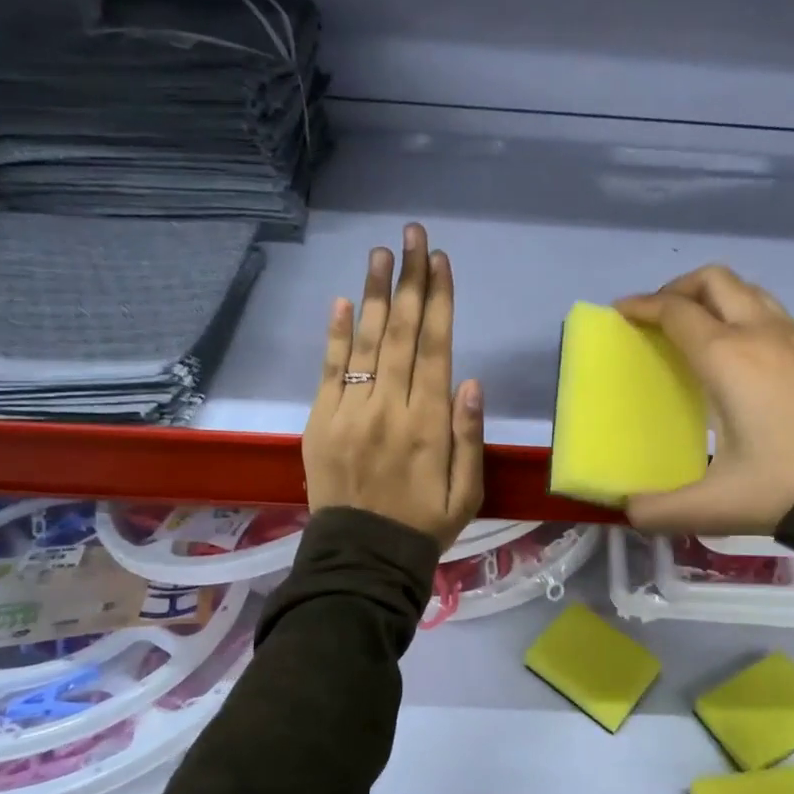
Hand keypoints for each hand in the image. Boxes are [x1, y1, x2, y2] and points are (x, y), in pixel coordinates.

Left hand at [303, 222, 484, 550]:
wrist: (362, 558)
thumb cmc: (423, 524)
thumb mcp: (467, 491)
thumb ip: (469, 437)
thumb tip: (472, 381)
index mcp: (429, 424)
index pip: (436, 348)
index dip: (440, 301)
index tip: (440, 261)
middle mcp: (390, 408)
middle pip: (403, 333)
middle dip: (410, 280)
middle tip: (412, 235)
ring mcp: (351, 412)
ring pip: (366, 343)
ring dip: (375, 294)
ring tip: (381, 253)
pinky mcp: (321, 421)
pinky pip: (330, 371)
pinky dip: (336, 335)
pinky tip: (344, 301)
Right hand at [615, 265, 793, 535]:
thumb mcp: (720, 506)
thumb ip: (663, 511)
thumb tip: (629, 512)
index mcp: (728, 358)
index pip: (675, 312)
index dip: (642, 305)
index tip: (622, 311)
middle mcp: (763, 335)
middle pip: (715, 281)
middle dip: (680, 287)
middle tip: (661, 315)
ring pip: (752, 293)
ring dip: (719, 298)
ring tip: (704, 332)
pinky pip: (780, 320)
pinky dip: (752, 323)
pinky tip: (755, 368)